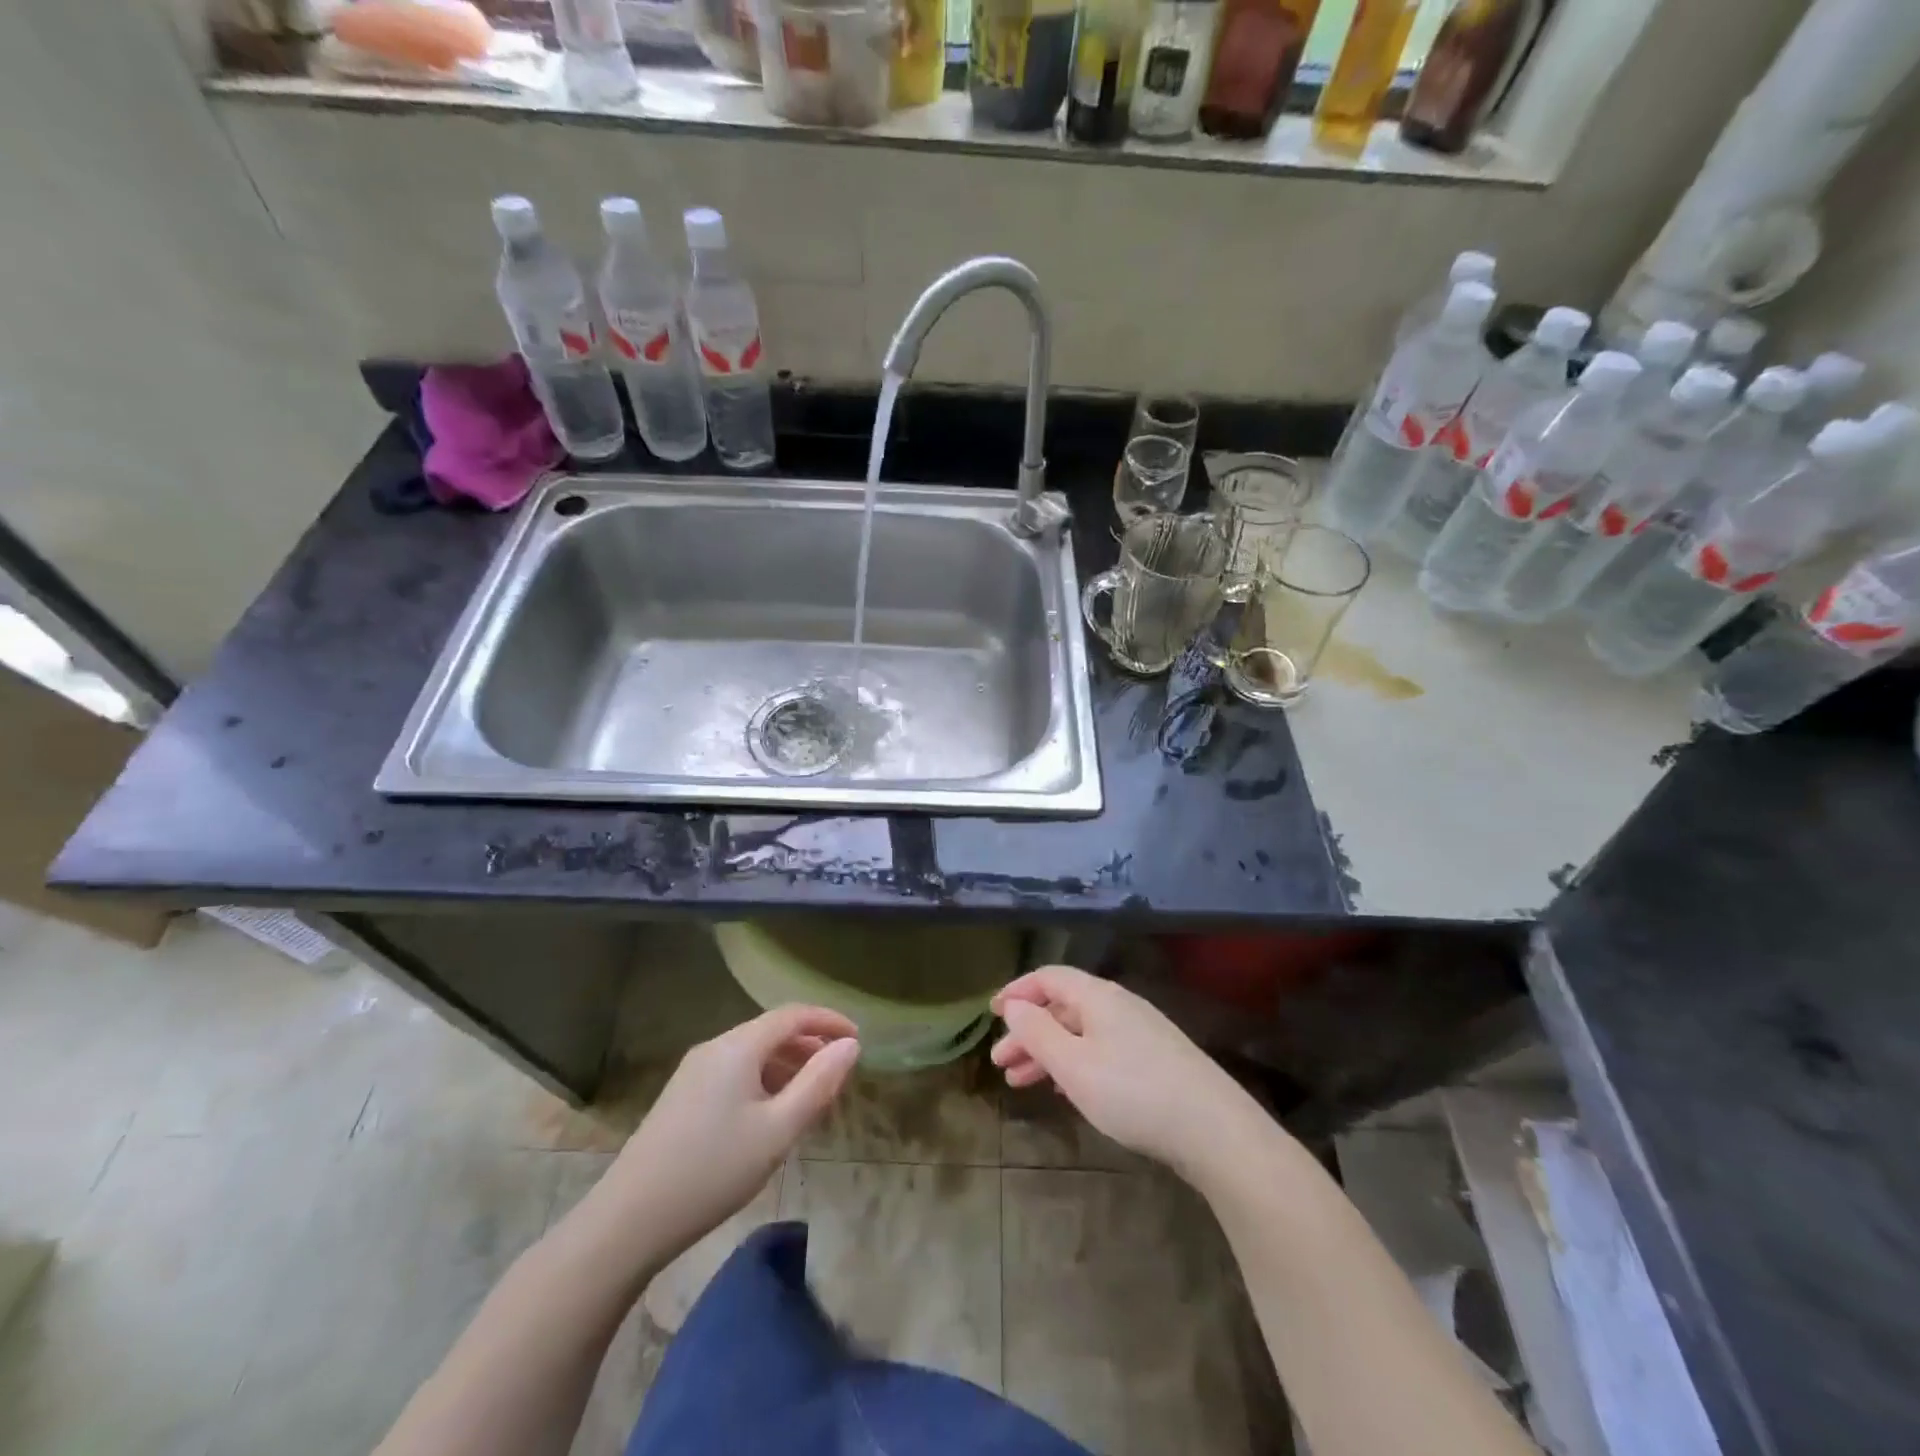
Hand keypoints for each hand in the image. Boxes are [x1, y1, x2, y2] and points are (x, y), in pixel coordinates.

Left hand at [589, 1006, 860, 1264]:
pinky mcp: (682, 1096)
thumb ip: (818, 1084)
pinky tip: (771, 1114)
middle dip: (810, 1045)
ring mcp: (694, 1071)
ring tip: (811, 1097)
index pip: (793, 1015)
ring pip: (752, 1052)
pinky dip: (763, 1080)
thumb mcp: (777, 1131)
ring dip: (787, 1065)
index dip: (829, 1021)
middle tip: (839, 1073)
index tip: (858, 1039)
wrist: (628, 1221)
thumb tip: (850, 1046)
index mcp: (738, 1046)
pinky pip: (735, 1071)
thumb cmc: (712, 1172)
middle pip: (771, 1031)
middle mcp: (715, 1047)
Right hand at [991, 966, 1267, 1178]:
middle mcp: (1119, 1005)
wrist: (1213, 1128)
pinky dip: (1074, 1063)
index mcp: (1098, 996)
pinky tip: (1066, 1088)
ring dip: (1048, 1052)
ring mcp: (1141, 1031)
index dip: (1018, 991)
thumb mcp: (1073, 1065)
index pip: (1049, 978)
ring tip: (1023, 1082)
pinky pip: (1101, 1049)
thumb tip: (1014, 1006)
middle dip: (1028, 1032)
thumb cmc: (1132, 1092)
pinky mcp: (1155, 1059)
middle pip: (1063, 1007)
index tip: (992, 1014)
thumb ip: (1038, 1032)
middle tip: (1001, 1063)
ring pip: (1081, 1032)